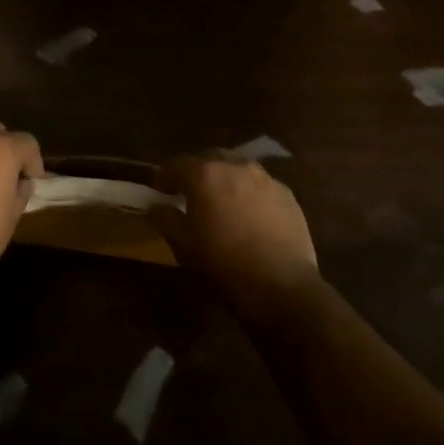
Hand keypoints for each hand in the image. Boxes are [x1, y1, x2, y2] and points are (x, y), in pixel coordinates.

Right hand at [158, 155, 322, 324]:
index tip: (159, 192)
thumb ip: (165, 218)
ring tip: (221, 202)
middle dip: (196, 172)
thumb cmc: (224, 263)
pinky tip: (249, 215)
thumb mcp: (183, 245)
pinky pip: (259, 184)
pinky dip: (248, 192)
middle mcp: (235, 165)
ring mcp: (265, 177)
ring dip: (224, 179)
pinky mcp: (286, 193)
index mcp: (205, 174)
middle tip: (190, 194)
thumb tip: (157, 206)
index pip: (175, 164)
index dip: (164, 177)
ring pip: (237, 168)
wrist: (282, 285)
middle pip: (208, 158)